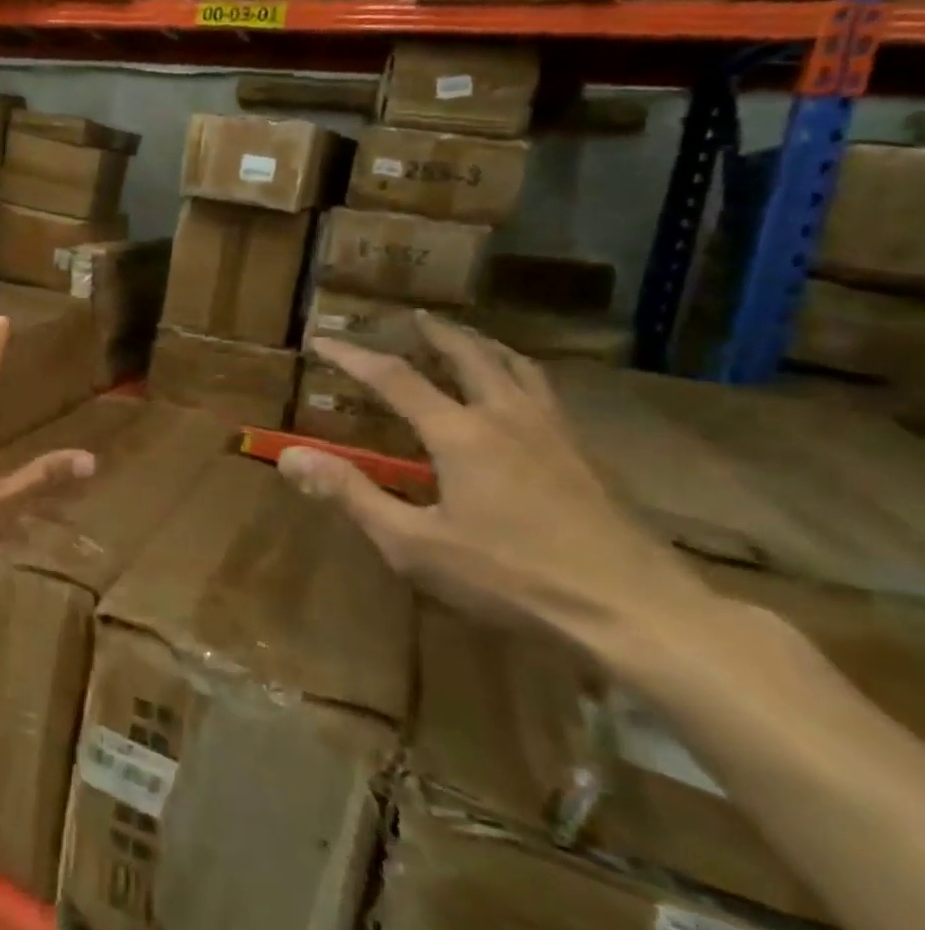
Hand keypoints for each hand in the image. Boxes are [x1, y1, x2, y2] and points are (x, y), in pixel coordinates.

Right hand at [278, 313, 712, 641]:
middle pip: (469, 355)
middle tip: (412, 316)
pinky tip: (520, 398)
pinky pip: (544, 394)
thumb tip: (291, 456)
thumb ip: (352, 494)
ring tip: (467, 339)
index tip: (322, 339)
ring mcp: (554, 434)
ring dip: (483, 345)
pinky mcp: (585, 458)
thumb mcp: (414, 544)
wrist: (637, 613)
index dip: (352, 356)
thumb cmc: (513, 577)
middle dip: (434, 332)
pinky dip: (518, 375)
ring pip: (516, 368)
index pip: (394, 378)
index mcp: (461, 433)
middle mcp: (507, 418)